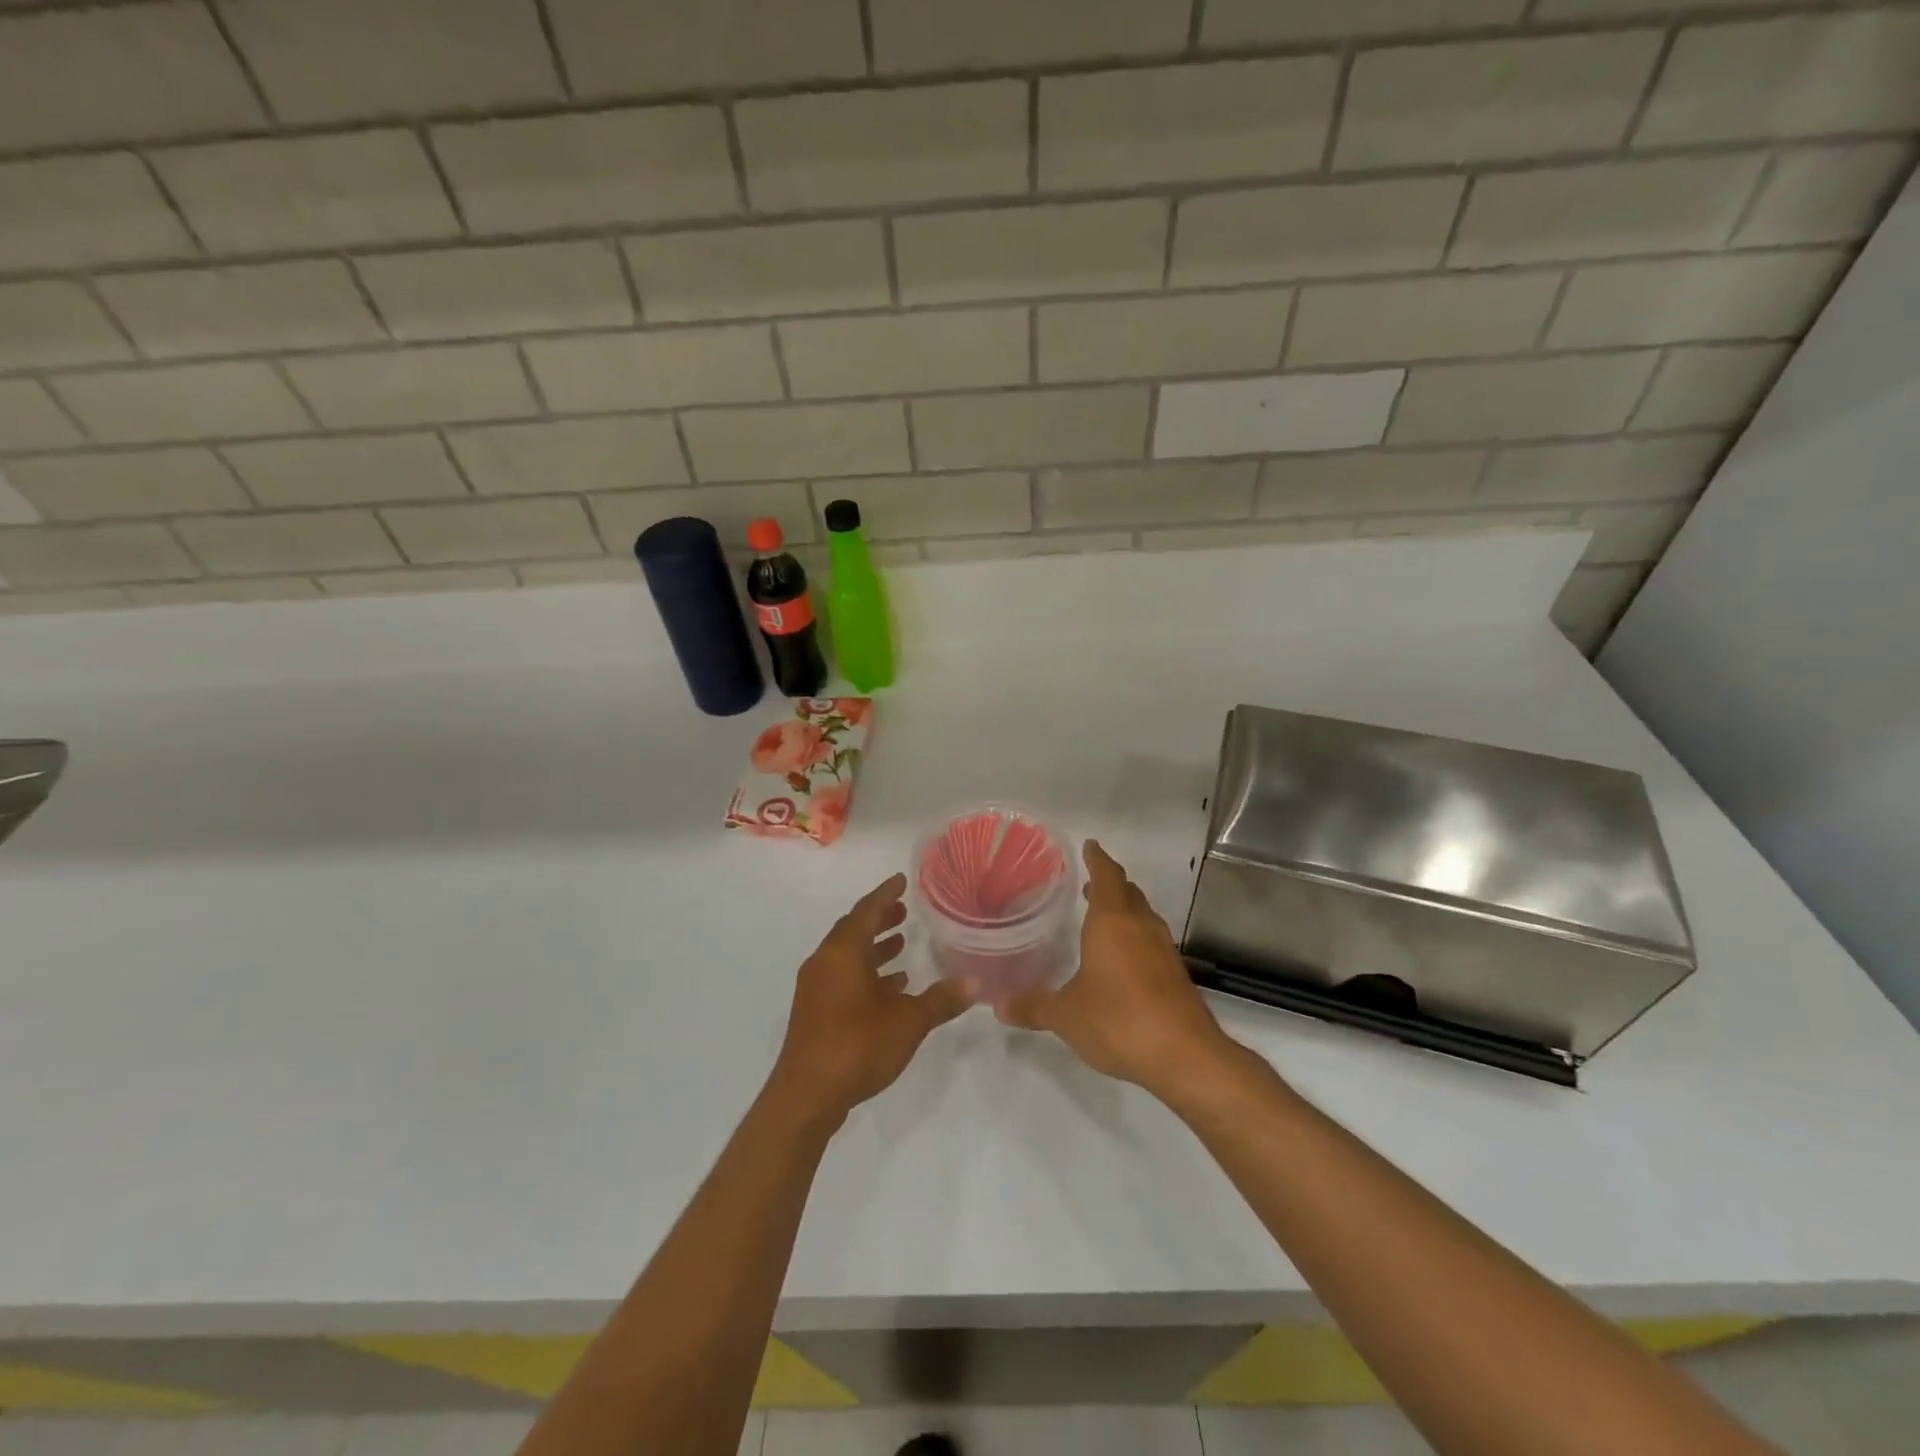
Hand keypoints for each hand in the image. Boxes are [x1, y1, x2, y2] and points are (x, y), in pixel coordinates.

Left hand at [769, 872, 970, 1127]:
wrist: (806, 1096)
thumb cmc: (857, 1045)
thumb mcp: (908, 1021)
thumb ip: (941, 1000)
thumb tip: (976, 983)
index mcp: (843, 952)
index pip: (866, 910)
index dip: (886, 894)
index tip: (902, 880)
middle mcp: (825, 963)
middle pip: (853, 930)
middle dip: (879, 919)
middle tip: (904, 912)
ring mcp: (815, 988)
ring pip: (847, 956)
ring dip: (873, 948)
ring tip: (901, 945)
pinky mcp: (814, 1012)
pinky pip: (842, 978)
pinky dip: (865, 974)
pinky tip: (891, 987)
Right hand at [995, 840, 1232, 1097]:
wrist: (1185, 1056)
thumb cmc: (1118, 1020)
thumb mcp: (1065, 1015)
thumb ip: (1033, 1006)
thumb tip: (997, 1004)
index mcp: (1112, 922)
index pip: (1107, 876)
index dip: (1097, 858)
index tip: (1090, 845)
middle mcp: (1141, 927)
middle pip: (1128, 892)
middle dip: (1110, 883)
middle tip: (1089, 882)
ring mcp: (1163, 950)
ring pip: (1143, 916)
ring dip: (1125, 910)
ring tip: (1103, 917)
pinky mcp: (1176, 975)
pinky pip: (1152, 942)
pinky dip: (1136, 938)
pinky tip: (1123, 960)